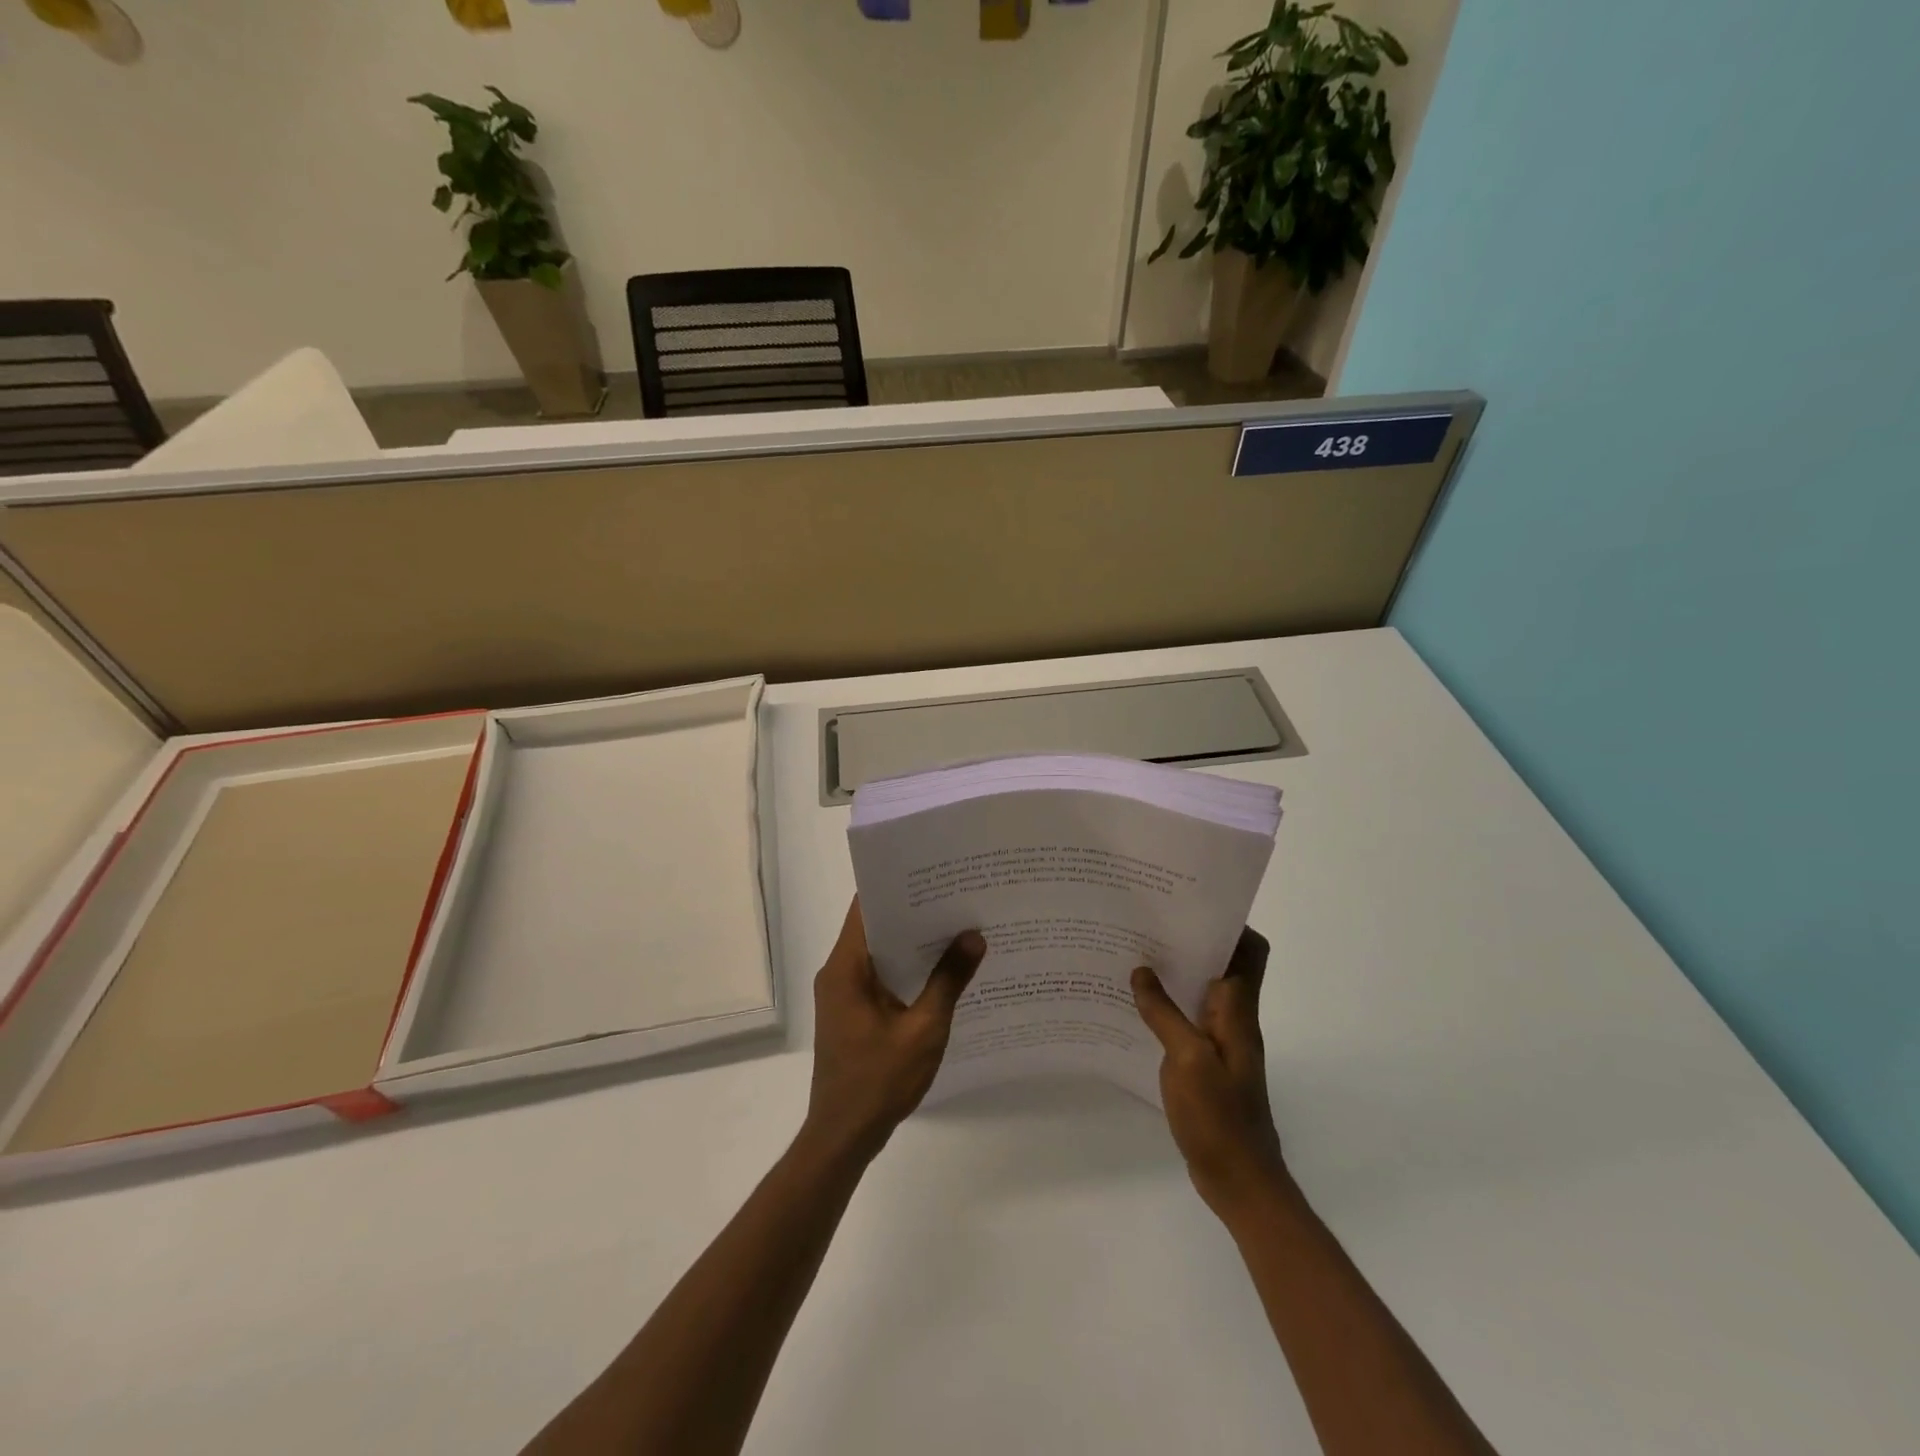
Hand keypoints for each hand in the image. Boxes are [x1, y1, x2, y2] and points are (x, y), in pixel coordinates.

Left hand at [804, 899, 985, 1163]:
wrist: (843, 1136)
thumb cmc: (879, 1081)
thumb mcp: (923, 1029)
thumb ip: (948, 980)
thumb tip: (973, 935)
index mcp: (846, 967)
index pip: (866, 907)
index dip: (897, 885)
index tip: (932, 871)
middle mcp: (839, 972)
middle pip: (875, 926)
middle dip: (913, 910)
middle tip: (956, 893)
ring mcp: (843, 993)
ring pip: (879, 951)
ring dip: (911, 940)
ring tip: (956, 923)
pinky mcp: (852, 1012)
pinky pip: (880, 975)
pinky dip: (906, 967)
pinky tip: (941, 969)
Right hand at [1132, 928, 1291, 1219]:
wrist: (1240, 1181)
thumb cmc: (1219, 1116)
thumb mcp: (1186, 1059)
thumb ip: (1164, 1013)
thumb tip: (1142, 971)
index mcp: (1238, 1011)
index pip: (1250, 952)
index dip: (1230, 924)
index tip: (1192, 904)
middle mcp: (1234, 1019)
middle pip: (1223, 965)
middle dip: (1192, 941)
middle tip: (1149, 923)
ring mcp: (1221, 1043)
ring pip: (1202, 991)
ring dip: (1176, 973)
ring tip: (1134, 955)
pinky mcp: (1206, 1063)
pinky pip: (1188, 1020)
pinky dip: (1167, 1006)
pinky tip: (1135, 1006)